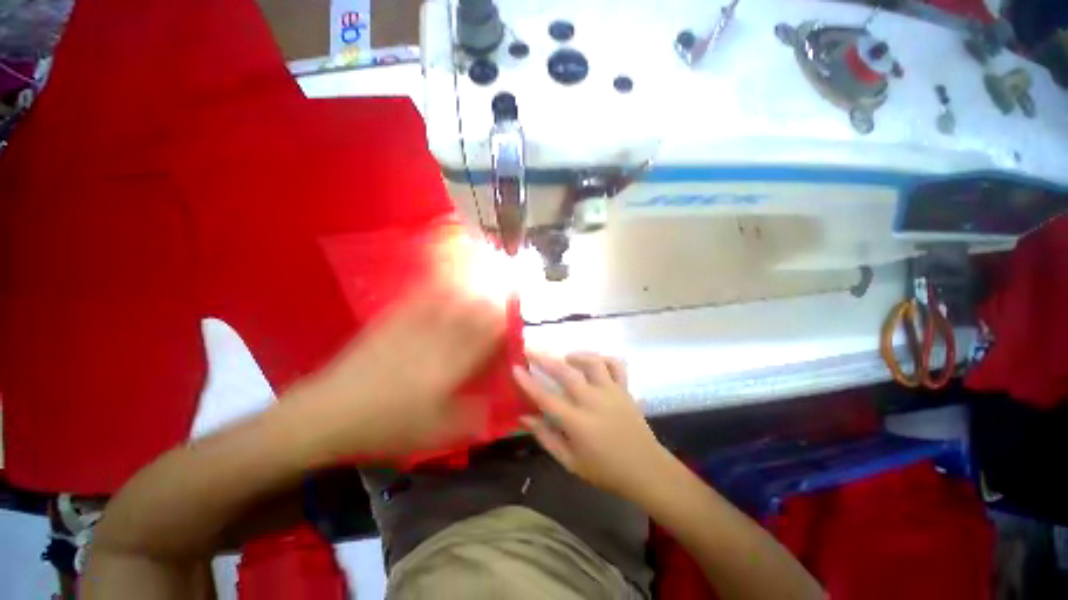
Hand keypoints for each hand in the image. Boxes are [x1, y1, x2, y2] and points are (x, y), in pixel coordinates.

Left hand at [294, 283, 504, 462]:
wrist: (329, 414)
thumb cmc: (387, 426)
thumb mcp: (437, 433)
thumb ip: (473, 417)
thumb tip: (500, 407)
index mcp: (452, 366)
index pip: (486, 338)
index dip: (502, 326)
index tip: (513, 319)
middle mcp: (438, 341)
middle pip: (471, 316)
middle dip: (490, 305)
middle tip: (503, 297)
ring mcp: (413, 328)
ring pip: (449, 304)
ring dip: (469, 293)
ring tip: (482, 284)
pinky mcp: (392, 323)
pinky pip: (419, 301)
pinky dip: (435, 289)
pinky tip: (443, 282)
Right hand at [514, 352, 671, 500]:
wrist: (646, 470)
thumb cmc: (605, 470)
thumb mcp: (570, 462)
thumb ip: (546, 437)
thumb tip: (524, 418)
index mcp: (577, 423)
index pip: (546, 398)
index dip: (528, 382)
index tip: (515, 368)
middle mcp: (593, 401)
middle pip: (565, 372)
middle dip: (544, 358)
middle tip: (530, 349)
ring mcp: (611, 392)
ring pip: (592, 362)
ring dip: (575, 355)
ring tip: (565, 358)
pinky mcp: (625, 389)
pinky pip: (615, 364)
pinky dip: (603, 358)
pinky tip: (593, 363)